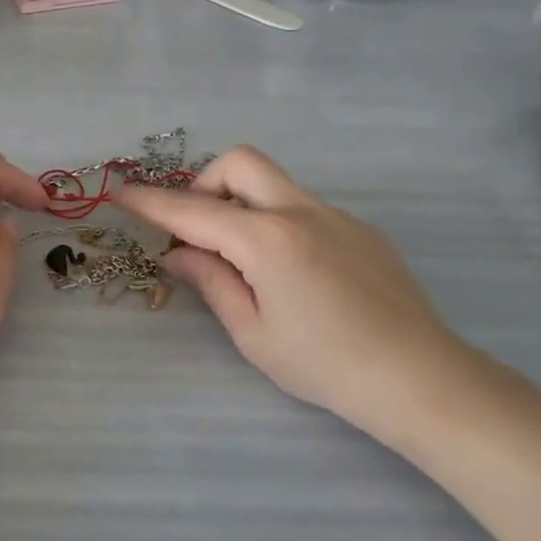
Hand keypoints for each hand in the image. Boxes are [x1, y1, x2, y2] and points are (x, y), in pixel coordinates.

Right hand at [117, 146, 479, 449]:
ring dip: (242, 202)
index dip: (150, 202)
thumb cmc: (326, 366)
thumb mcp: (254, 333)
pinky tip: (294, 274)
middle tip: (200, 231)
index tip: (119, 193)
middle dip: (206, 183)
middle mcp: (300, 211)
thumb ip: (211, 281)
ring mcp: (336, 215)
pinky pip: (303, 207)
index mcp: (267, 239)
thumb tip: (176, 254)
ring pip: (274, 182)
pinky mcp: (360, 228)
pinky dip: (277, 221)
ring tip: (244, 258)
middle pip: (240, 162)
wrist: (421, 379)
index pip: (193, 210)